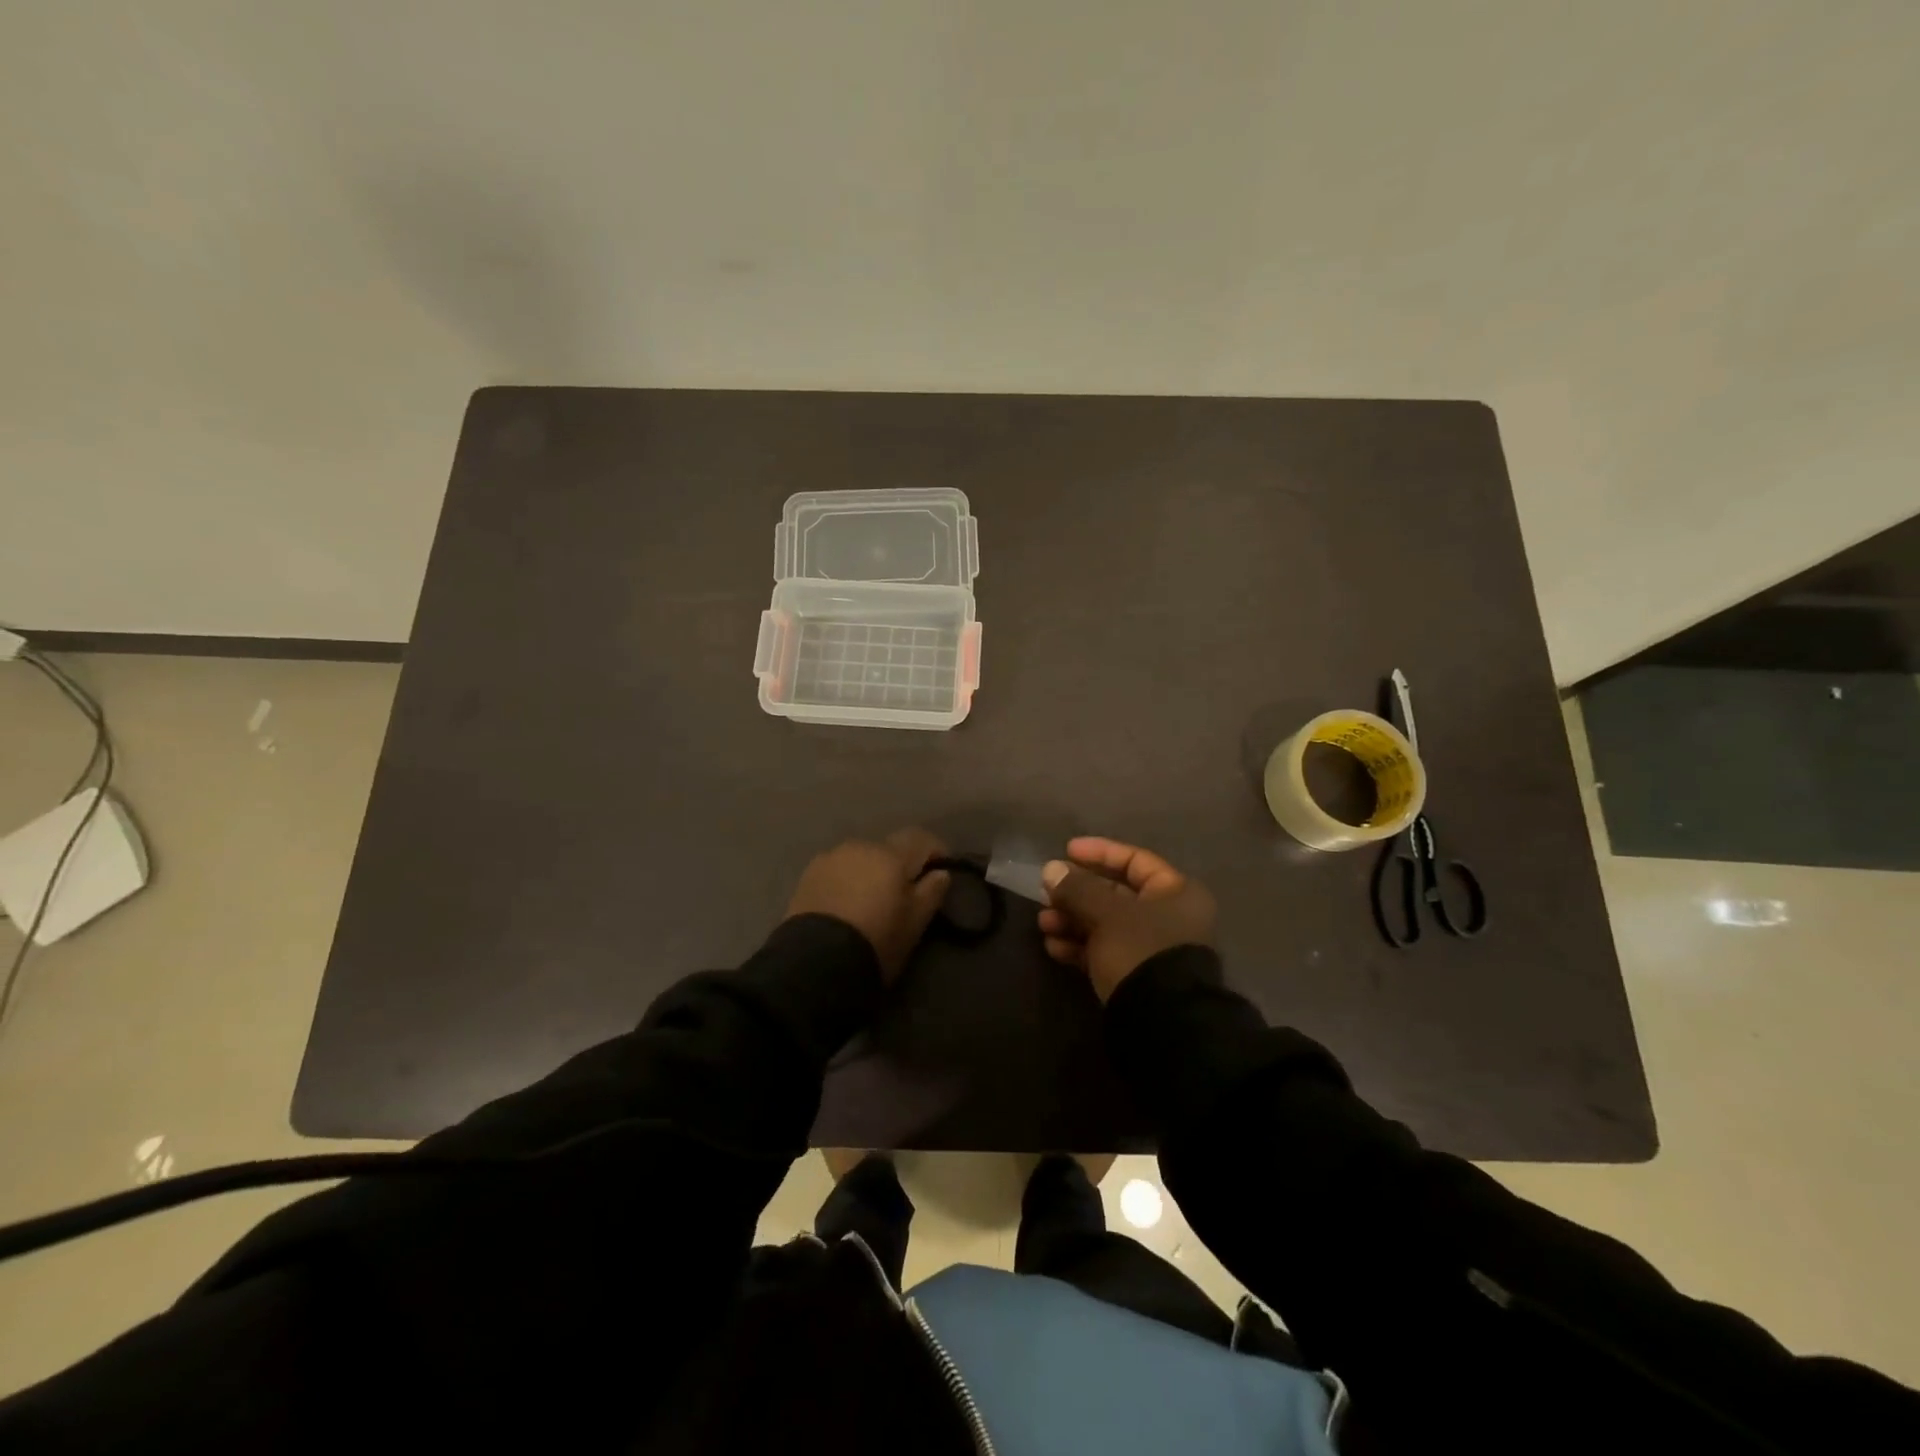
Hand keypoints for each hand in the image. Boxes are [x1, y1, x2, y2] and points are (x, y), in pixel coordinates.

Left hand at [786, 829, 950, 982]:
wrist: (816, 961)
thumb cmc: (877, 940)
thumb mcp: (915, 923)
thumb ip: (931, 892)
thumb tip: (941, 873)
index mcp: (891, 855)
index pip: (920, 838)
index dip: (934, 850)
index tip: (941, 868)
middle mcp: (860, 846)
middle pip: (887, 848)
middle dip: (898, 865)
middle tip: (903, 893)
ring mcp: (831, 858)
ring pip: (860, 858)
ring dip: (870, 871)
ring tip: (870, 900)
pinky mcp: (808, 874)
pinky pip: (837, 869)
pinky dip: (847, 880)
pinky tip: (844, 904)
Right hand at [1038, 837, 1215, 1001]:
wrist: (1160, 1022)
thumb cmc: (1139, 950)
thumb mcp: (1106, 913)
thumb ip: (1077, 888)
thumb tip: (1051, 870)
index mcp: (1176, 893)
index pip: (1135, 860)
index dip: (1100, 852)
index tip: (1066, 851)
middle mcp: (1168, 917)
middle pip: (1115, 894)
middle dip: (1077, 892)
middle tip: (1046, 892)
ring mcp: (1151, 948)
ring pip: (1104, 924)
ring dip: (1071, 920)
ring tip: (1044, 923)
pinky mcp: (1134, 975)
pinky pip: (1103, 951)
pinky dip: (1078, 946)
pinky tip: (1052, 947)